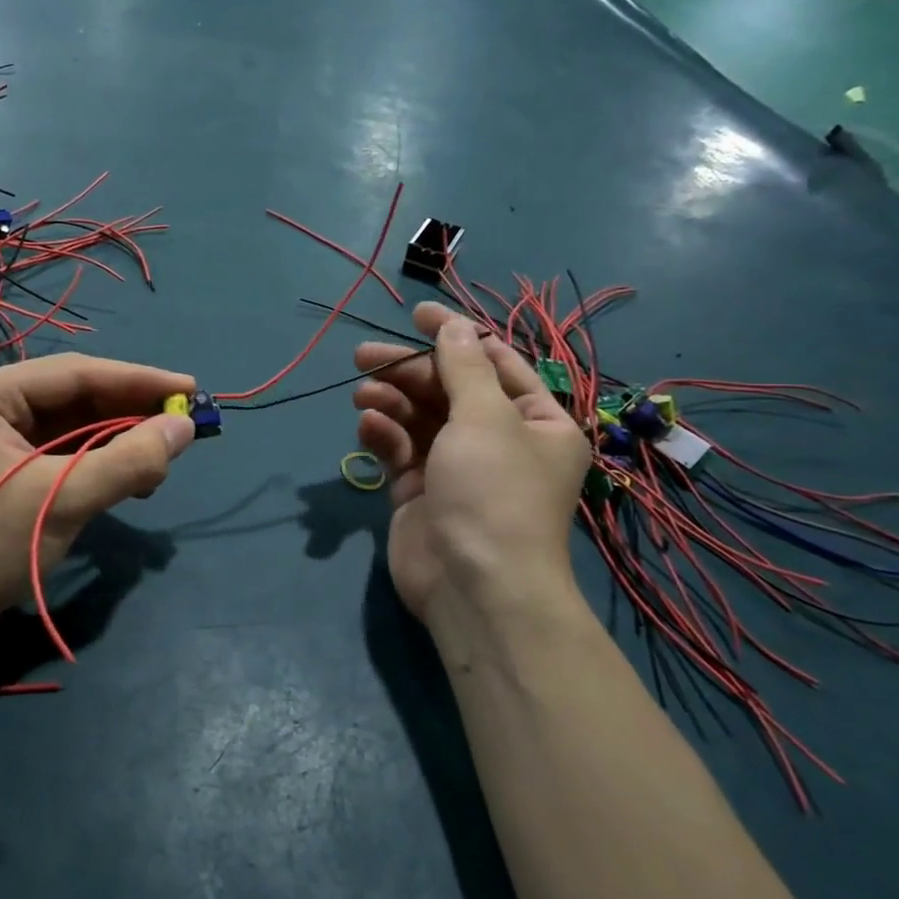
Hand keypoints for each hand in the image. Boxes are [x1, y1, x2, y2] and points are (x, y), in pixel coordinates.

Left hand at [0, 354, 195, 658]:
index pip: (75, 373)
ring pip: (71, 423)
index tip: (192, 388)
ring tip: (160, 458)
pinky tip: (128, 476)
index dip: (138, 380)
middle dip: (130, 411)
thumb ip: (127, 461)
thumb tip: (186, 427)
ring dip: (117, 438)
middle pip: (74, 395)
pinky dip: (97, 460)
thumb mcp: (62, 501)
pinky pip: (60, 449)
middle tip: (184, 423)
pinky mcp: (1, 465)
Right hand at [351, 303, 589, 625]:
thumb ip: (463, 367)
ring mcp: (455, 467)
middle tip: (365, 355)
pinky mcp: (419, 490)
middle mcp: (497, 440)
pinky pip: (399, 450)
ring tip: (363, 395)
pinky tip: (367, 426)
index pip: (493, 363)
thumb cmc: (494, 491)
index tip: (416, 313)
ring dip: (390, 401)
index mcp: (534, 421)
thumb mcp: (484, 418)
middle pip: (447, 389)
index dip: (455, 335)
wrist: (474, 585)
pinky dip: (383, 435)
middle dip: (408, 370)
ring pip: (417, 418)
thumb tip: (451, 325)